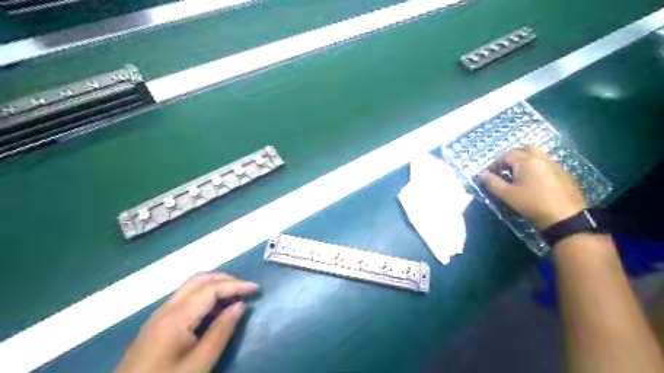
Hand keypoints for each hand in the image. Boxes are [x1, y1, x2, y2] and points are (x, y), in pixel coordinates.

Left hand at [114, 273, 258, 372]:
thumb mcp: (199, 364)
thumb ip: (221, 332)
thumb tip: (240, 305)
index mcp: (176, 317)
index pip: (212, 288)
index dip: (236, 285)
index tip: (256, 289)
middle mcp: (166, 309)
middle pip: (199, 279)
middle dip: (226, 279)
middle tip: (246, 289)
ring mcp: (158, 315)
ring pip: (191, 286)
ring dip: (215, 284)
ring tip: (234, 296)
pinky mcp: (156, 324)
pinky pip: (184, 297)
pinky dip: (204, 294)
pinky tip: (213, 309)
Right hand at [481, 146, 582, 228]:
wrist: (564, 217)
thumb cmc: (531, 204)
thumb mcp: (507, 195)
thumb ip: (492, 183)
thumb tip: (482, 175)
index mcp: (526, 161)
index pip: (506, 155)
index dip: (495, 163)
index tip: (489, 174)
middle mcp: (541, 158)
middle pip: (524, 149)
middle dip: (511, 157)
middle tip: (504, 169)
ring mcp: (555, 164)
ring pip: (536, 155)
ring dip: (524, 160)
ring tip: (517, 175)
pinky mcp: (563, 173)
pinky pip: (546, 163)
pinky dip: (535, 166)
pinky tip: (533, 181)